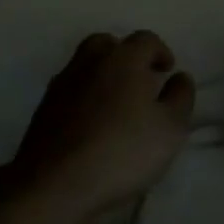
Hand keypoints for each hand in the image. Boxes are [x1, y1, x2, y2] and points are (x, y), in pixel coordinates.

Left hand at [8, 31, 195, 223]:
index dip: (160, 51)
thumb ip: (180, 97)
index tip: (167, 71)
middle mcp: (90, 62)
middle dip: (125, 55)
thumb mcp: (170, 128)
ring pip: (84, 65)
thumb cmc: (123, 151)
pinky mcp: (43, 109)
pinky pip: (69, 90)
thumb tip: (180, 76)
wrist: (55, 184)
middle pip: (108, 44)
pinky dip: (83, 96)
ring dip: (101, 74)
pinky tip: (91, 122)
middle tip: (139, 80)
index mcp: (124, 59)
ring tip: (115, 103)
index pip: (145, 39)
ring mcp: (62, 84)